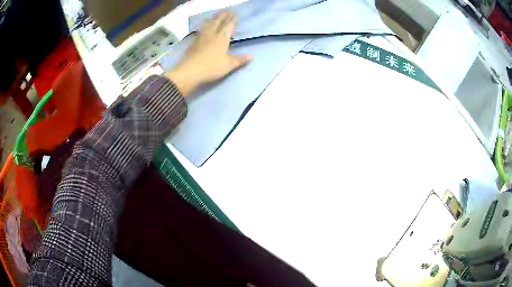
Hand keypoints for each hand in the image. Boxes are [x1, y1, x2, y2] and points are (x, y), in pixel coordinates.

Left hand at [166, 11, 251, 95]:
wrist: (189, 72)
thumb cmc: (211, 67)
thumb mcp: (228, 65)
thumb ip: (239, 59)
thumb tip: (251, 56)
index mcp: (222, 38)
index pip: (229, 26)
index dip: (232, 20)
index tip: (235, 15)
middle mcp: (211, 34)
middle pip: (217, 22)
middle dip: (223, 16)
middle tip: (227, 12)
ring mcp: (201, 37)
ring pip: (207, 24)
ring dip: (212, 19)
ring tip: (215, 17)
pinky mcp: (193, 43)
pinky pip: (200, 31)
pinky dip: (204, 27)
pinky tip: (203, 29)